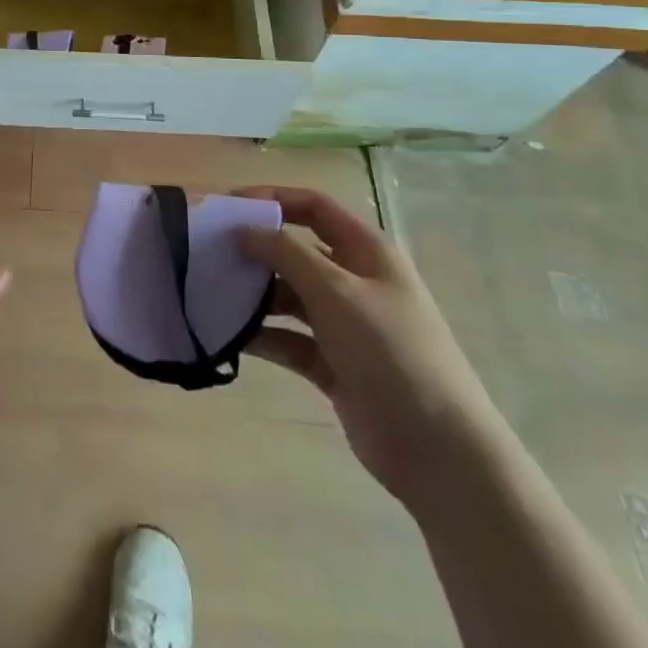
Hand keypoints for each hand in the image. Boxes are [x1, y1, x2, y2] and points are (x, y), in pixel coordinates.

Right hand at [235, 186, 503, 508]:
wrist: (437, 449)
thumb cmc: (390, 351)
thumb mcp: (335, 290)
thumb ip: (285, 253)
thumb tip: (243, 229)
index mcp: (366, 251)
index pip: (313, 206)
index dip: (272, 198)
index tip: (228, 206)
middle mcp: (355, 281)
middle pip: (296, 250)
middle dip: (256, 249)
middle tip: (210, 251)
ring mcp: (344, 324)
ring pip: (289, 296)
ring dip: (255, 295)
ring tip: (212, 294)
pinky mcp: (333, 363)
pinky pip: (289, 338)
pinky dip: (263, 335)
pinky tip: (231, 337)